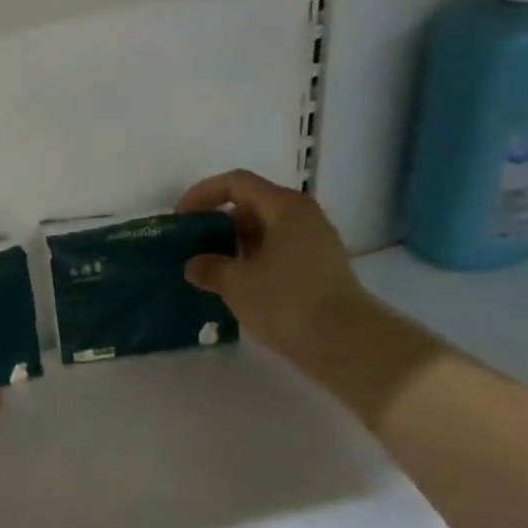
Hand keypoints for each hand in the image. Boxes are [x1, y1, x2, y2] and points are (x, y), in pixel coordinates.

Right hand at [177, 170, 440, 424]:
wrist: (346, 343)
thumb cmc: (287, 302)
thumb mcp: (236, 284)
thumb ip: (210, 267)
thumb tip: (195, 264)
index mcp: (284, 207)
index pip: (237, 183)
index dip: (203, 194)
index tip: (180, 217)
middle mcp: (303, 216)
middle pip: (252, 204)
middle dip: (219, 220)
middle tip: (194, 243)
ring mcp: (315, 242)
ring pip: (266, 229)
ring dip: (236, 243)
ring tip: (211, 266)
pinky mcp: (320, 267)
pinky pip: (278, 250)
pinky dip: (254, 259)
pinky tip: (238, 284)